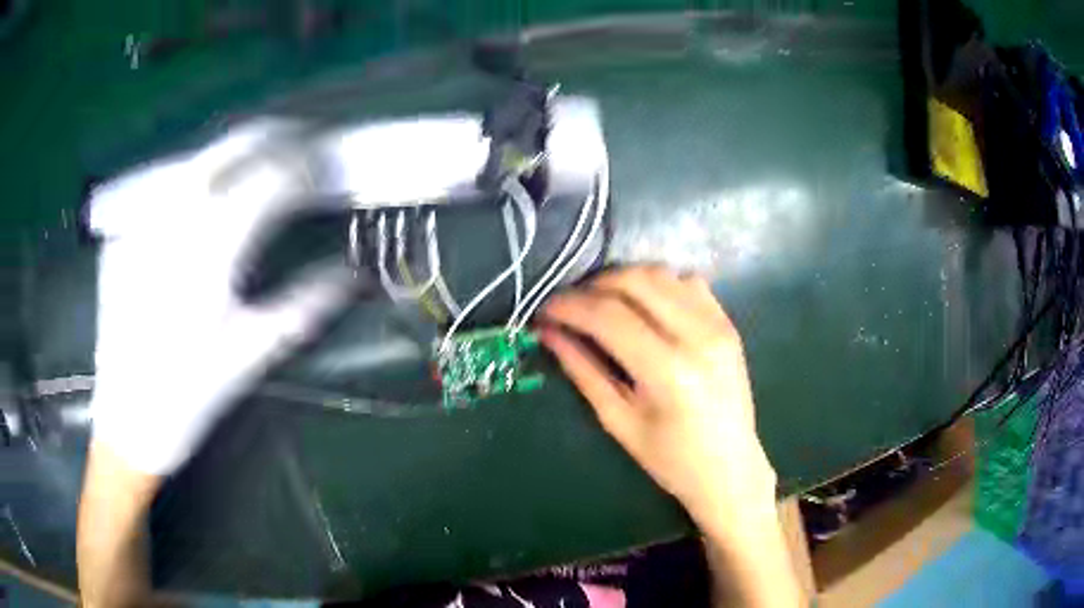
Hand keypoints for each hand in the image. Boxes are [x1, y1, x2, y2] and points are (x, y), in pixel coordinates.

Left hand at [87, 120, 354, 475]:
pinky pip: (164, 191)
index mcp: (208, 251)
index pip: (270, 180)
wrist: (125, 426)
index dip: (306, 167)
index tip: (328, 165)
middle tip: (302, 139)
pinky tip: (205, 200)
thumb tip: (352, 274)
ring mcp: (140, 224)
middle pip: (230, 148)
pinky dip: (197, 181)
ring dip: (236, 151)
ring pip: (196, 161)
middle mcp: (171, 221)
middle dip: (273, 136)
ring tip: (261, 158)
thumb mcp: (250, 357)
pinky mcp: (122, 237)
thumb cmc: (188, 399)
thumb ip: (303, 306)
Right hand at [537, 267, 776, 529]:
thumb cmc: (671, 460)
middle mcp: (698, 335)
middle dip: (591, 286)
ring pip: (660, 273)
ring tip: (599, 302)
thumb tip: (548, 332)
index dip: (569, 306)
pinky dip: (656, 284)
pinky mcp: (727, 322)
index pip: (608, 316)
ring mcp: (718, 324)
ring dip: (622, 280)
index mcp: (669, 371)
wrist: (730, 468)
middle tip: (569, 306)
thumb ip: (582, 370)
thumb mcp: (618, 420)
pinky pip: (686, 282)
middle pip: (634, 281)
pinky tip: (642, 305)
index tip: (543, 309)